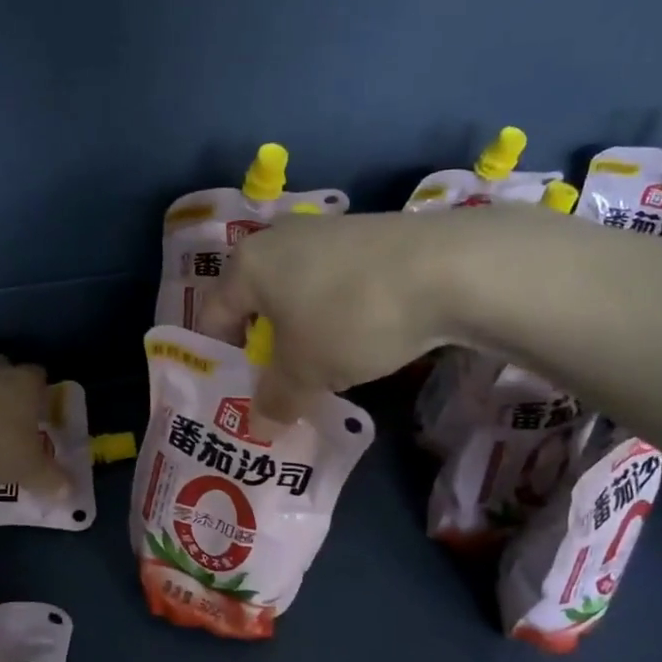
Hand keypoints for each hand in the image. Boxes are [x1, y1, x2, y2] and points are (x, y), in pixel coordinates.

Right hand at [198, 211, 460, 423]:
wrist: (448, 269)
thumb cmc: (350, 319)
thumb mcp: (305, 372)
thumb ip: (275, 400)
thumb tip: (259, 427)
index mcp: (248, 264)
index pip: (213, 317)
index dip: (221, 361)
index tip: (240, 394)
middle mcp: (280, 239)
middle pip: (257, 304)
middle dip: (266, 349)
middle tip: (283, 388)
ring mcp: (327, 233)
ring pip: (298, 295)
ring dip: (304, 334)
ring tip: (327, 369)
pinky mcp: (368, 236)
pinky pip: (335, 285)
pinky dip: (338, 315)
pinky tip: (364, 339)